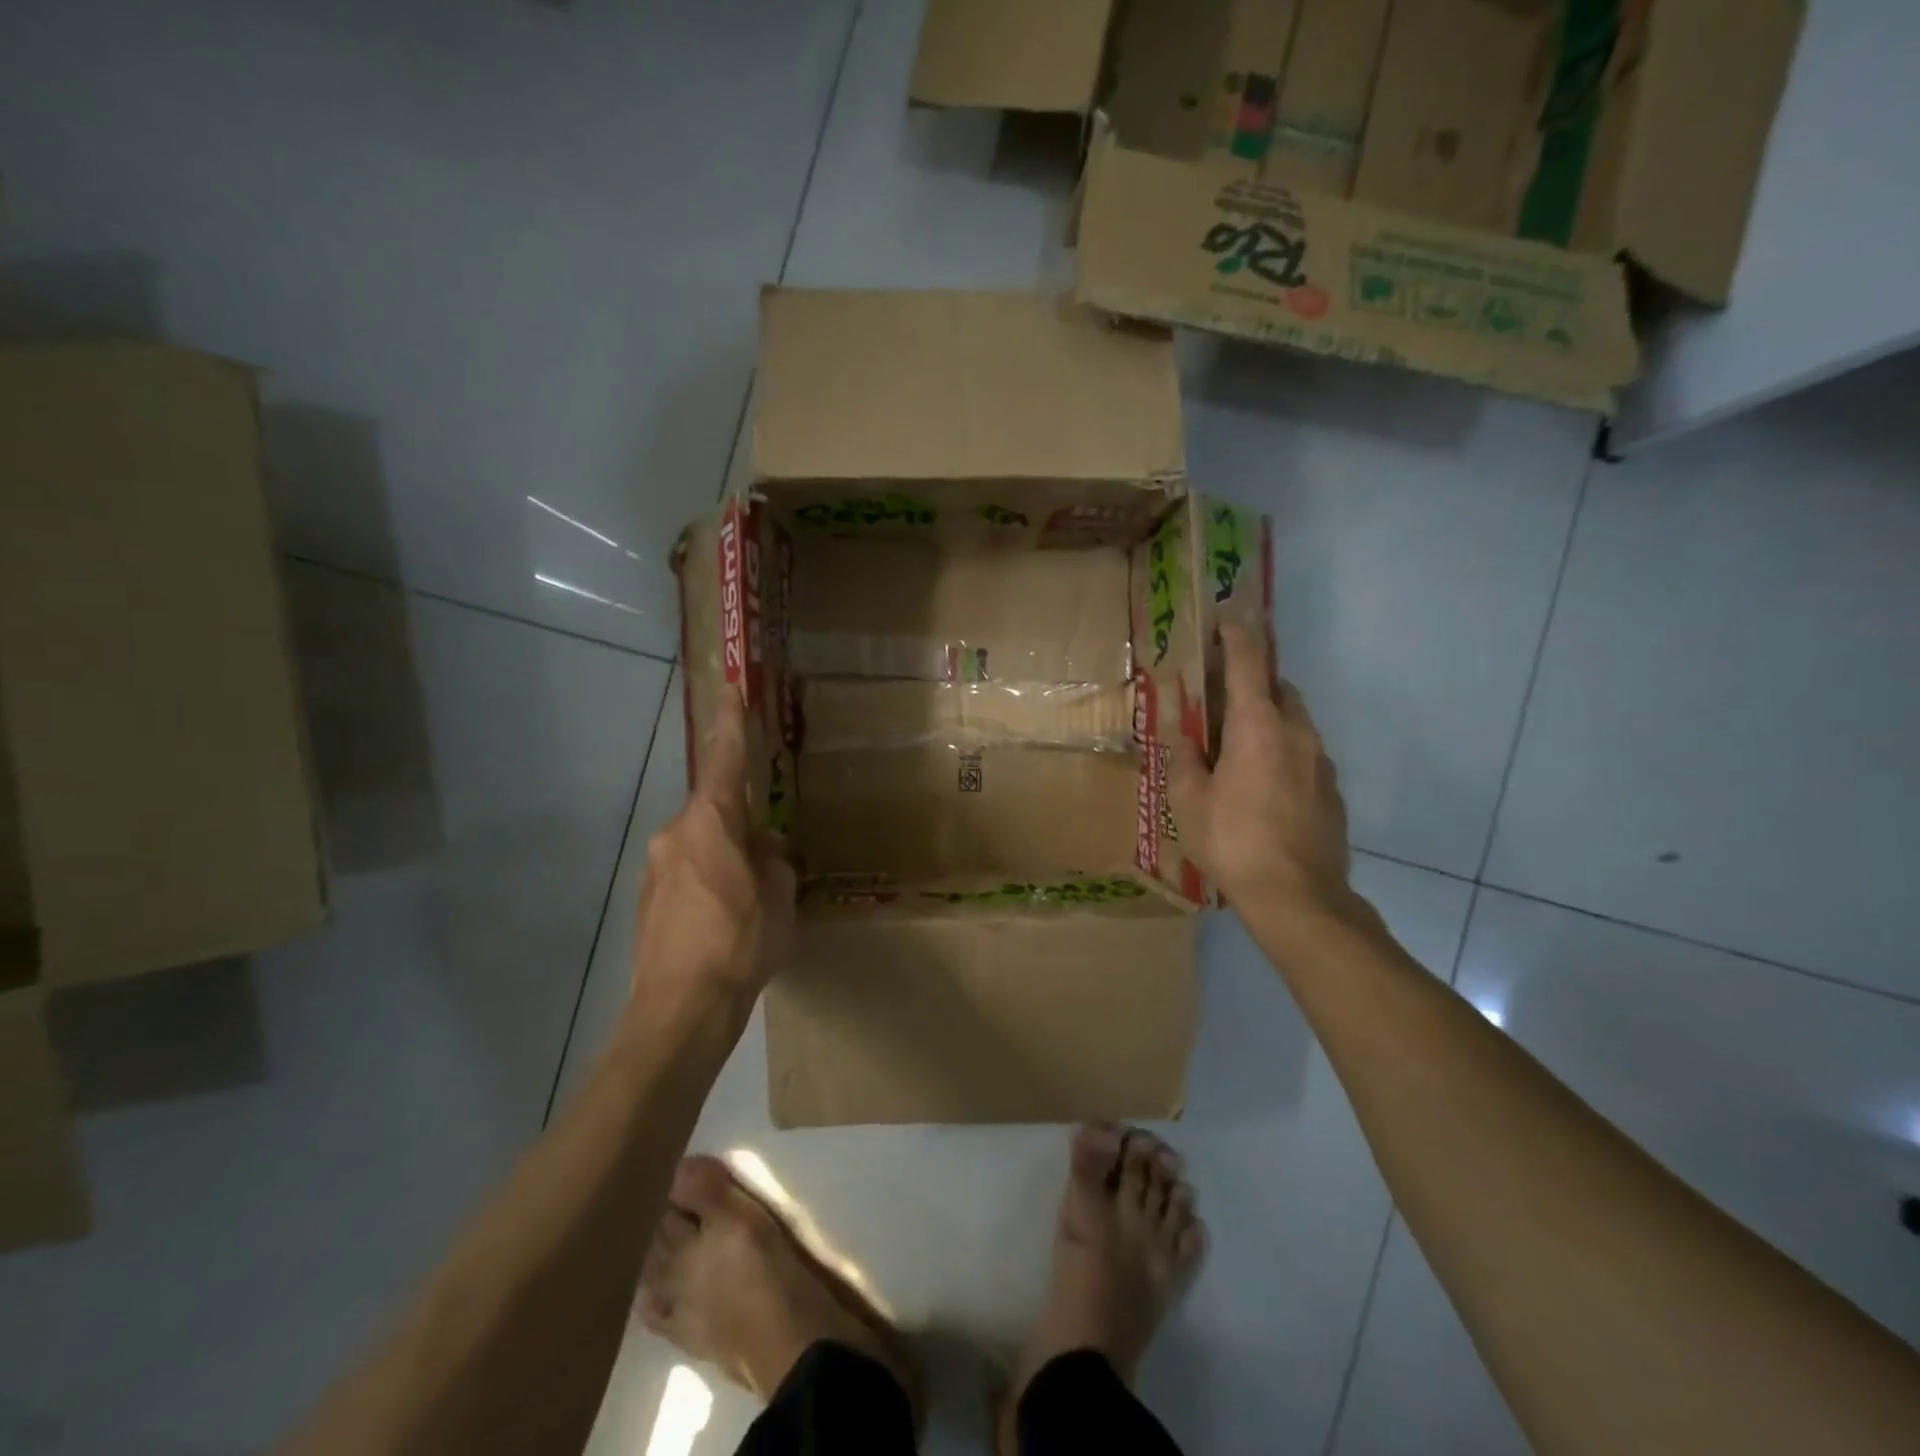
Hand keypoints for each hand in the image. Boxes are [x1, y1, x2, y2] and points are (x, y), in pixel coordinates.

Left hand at [632, 691, 795, 1012]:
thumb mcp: (779, 896)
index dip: (730, 722)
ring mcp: (655, 868)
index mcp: (710, 823)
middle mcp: (674, 834)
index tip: (730, 686)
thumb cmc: (740, 941)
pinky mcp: (646, 900)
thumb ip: (772, 860)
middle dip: (741, 825)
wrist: (681, 1007)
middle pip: (714, 811)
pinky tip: (725, 920)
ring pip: (701, 845)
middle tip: (769, 858)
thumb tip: (761, 849)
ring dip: (726, 858)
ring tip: (751, 901)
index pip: (723, 759)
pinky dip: (709, 883)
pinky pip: (687, 874)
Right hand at [1169, 621, 1353, 920]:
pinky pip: (1304, 754)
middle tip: (1220, 699)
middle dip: (1252, 682)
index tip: (1226, 620)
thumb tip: (1184, 739)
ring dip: (1268, 718)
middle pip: (1278, 688)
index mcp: (1258, 727)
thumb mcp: (1189, 802)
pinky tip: (1263, 785)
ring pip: (1295, 721)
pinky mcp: (1332, 790)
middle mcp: (1297, 733)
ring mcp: (1321, 761)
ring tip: (1238, 747)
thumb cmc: (1234, 842)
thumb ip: (1183, 760)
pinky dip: (1283, 751)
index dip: (1236, 636)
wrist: (1299, 897)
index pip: (1249, 663)